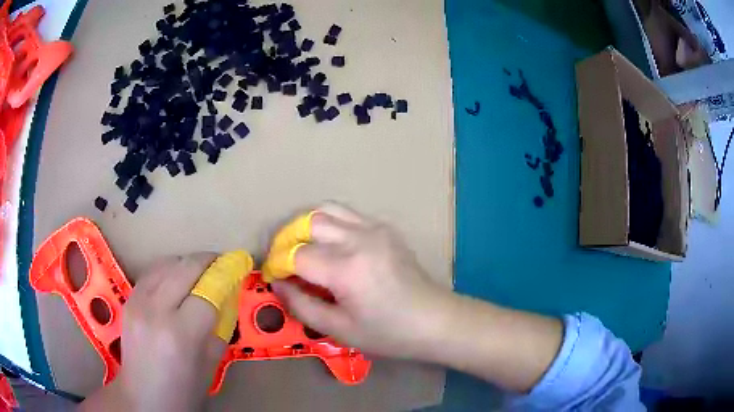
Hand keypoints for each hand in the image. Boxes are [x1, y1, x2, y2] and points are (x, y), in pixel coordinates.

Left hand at [81, 253, 225, 411]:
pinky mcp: (128, 300)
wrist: (144, 397)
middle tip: (220, 263)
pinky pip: (151, 273)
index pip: (207, 293)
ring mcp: (138, 302)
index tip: (237, 268)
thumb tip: (227, 296)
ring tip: (199, 269)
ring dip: (186, 262)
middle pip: (185, 268)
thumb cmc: (183, 390)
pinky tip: (175, 278)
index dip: (224, 277)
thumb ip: (219, 326)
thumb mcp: (211, 364)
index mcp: (180, 334)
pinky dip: (167, 269)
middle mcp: (156, 310)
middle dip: (207, 260)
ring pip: (166, 264)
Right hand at [271, 204, 451, 358]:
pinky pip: (347, 214)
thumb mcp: (339, 330)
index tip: (271, 276)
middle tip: (280, 260)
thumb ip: (301, 305)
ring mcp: (375, 228)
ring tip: (299, 247)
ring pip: (326, 210)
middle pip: (307, 223)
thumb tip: (278, 284)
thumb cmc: (387, 333)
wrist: (434, 320)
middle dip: (285, 239)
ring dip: (305, 225)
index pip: (296, 255)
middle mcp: (359, 239)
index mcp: (346, 268)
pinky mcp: (385, 228)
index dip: (277, 264)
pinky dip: (328, 223)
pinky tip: (328, 245)